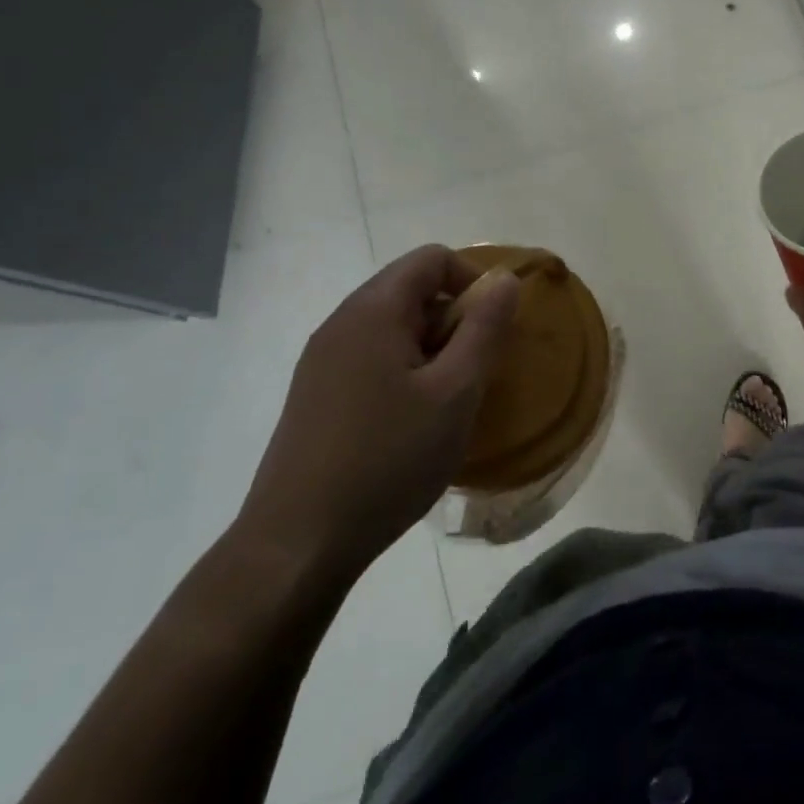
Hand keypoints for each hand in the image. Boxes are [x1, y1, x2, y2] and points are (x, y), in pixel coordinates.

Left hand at [233, 245, 518, 590]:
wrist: (298, 543)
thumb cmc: (388, 460)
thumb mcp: (456, 393)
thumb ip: (485, 329)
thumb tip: (505, 280)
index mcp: (373, 312)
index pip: (432, 259)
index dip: (473, 280)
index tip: (493, 329)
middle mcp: (341, 323)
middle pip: (411, 290)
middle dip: (454, 320)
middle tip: (475, 373)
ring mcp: (321, 360)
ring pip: (393, 328)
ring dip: (432, 350)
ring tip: (449, 402)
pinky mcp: (315, 394)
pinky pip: (372, 359)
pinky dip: (405, 372)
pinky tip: (413, 423)